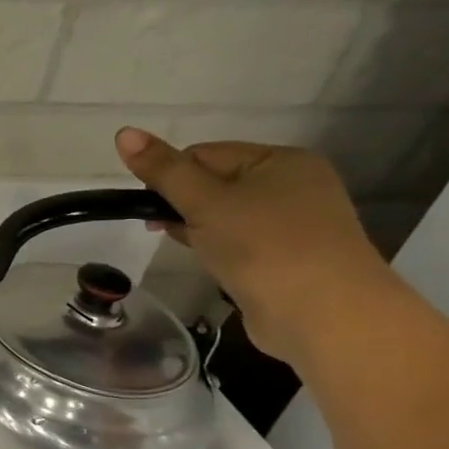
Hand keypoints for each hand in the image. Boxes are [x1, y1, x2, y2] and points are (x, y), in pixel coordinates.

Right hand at [115, 127, 399, 365]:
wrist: (324, 315)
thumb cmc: (262, 246)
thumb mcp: (204, 202)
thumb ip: (163, 170)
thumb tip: (123, 132)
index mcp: (281, 161)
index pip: (204, 154)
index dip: (171, 177)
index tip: (151, 207)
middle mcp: (294, 185)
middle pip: (215, 184)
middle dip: (183, 205)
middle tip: (162, 229)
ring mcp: (295, 224)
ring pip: (225, 216)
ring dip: (199, 229)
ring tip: (193, 250)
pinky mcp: (289, 258)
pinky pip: (240, 242)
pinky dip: (219, 249)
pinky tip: (211, 263)